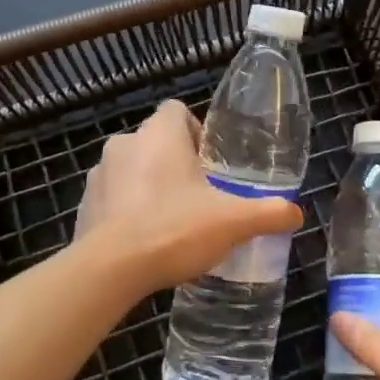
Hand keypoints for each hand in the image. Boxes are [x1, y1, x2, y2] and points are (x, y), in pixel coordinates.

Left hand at [74, 100, 302, 294]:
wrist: (110, 269)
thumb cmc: (174, 229)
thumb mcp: (232, 222)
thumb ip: (268, 213)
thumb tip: (295, 212)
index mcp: (160, 134)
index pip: (176, 110)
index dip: (196, 131)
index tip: (210, 163)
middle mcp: (125, 144)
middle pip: (155, 141)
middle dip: (175, 163)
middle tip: (198, 196)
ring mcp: (99, 174)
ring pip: (131, 169)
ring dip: (148, 185)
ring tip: (170, 222)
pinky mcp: (84, 205)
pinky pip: (112, 198)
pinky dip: (125, 211)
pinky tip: (143, 241)